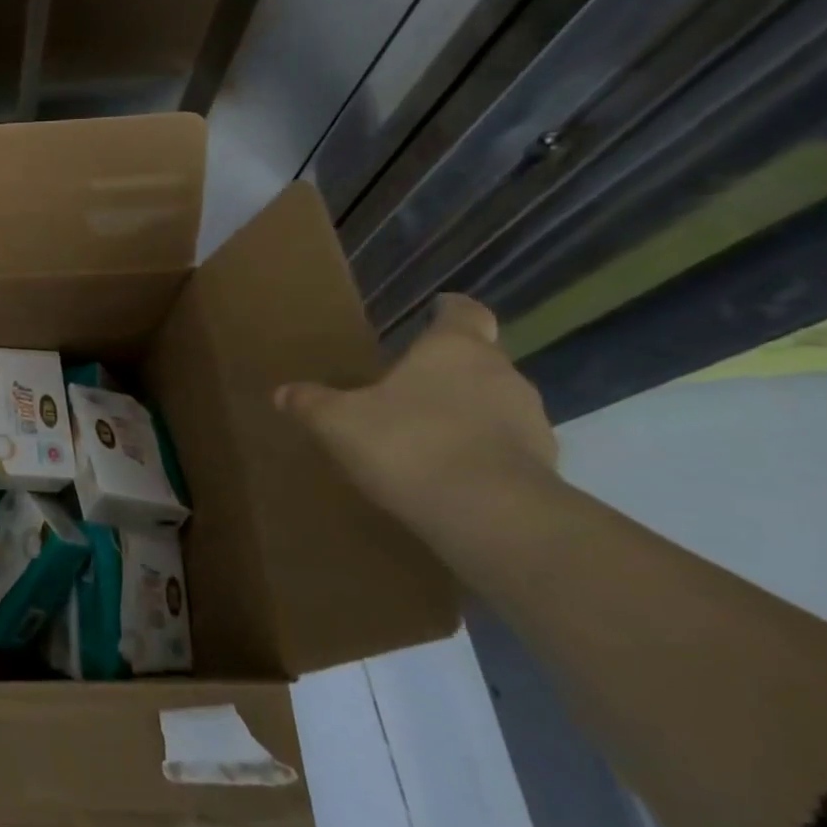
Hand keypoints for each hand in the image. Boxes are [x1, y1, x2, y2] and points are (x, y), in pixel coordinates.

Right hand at [275, 295, 558, 535]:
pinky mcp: (543, 467)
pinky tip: (448, 472)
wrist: (491, 516)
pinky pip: (506, 447)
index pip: (463, 312)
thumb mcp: (339, 422)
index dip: (448, 310)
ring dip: (467, 412)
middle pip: (479, 359)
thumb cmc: (409, 444)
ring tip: (427, 433)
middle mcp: (501, 374)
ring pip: (495, 403)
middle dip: (448, 369)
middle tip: (410, 384)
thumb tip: (282, 392)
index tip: (435, 311)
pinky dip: (481, 451)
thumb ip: (312, 403)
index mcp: (455, 349)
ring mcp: (531, 421)